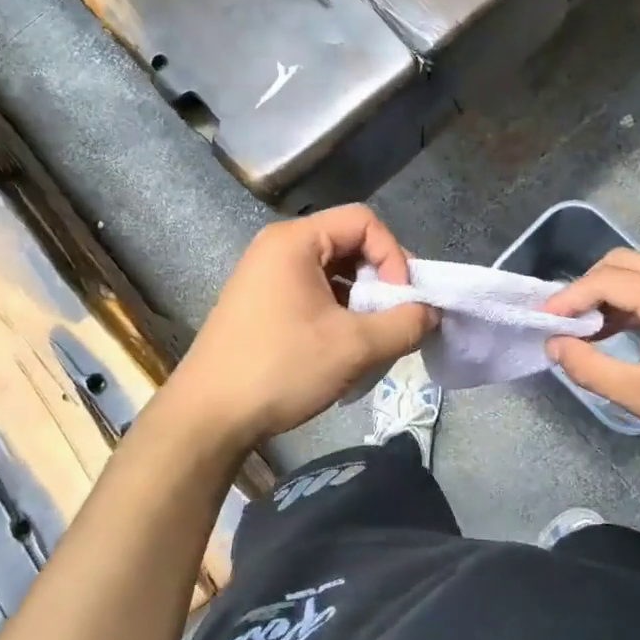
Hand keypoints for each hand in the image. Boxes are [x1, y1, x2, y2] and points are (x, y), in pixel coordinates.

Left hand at [156, 205, 435, 455]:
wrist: (208, 417)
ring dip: (362, 300)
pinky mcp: (261, 303)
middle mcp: (278, 247)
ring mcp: (266, 275)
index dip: (393, 255)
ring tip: (373, 337)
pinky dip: (339, 311)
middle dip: (381, 280)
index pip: (364, 221)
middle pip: (349, 243)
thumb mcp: (355, 347)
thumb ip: (405, 324)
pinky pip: (313, 291)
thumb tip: (431, 313)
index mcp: (295, 241)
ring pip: (334, 271)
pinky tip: (344, 346)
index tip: (402, 300)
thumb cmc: (281, 368)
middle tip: (396, 318)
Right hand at [545, 250, 639, 486]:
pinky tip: (623, 329)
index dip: (569, 297)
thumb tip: (554, 345)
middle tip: (564, 320)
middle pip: (624, 263)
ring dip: (612, 292)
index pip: (607, 280)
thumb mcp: (639, 396)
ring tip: (588, 328)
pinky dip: (637, 300)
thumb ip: (588, 366)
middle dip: (588, 287)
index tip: (543, 320)